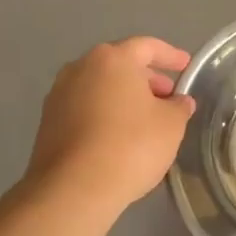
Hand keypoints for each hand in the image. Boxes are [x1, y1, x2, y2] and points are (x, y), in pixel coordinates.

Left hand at [26, 37, 195, 216]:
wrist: (73, 189)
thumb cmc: (131, 145)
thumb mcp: (171, 125)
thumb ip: (179, 106)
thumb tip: (179, 101)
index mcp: (112, 59)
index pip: (147, 47)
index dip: (171, 56)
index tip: (187, 66)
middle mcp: (80, 68)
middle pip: (120, 65)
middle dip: (147, 78)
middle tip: (168, 96)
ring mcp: (59, 95)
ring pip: (100, 87)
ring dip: (124, 97)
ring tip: (146, 119)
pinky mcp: (48, 123)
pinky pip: (85, 108)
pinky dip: (105, 114)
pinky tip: (120, 136)